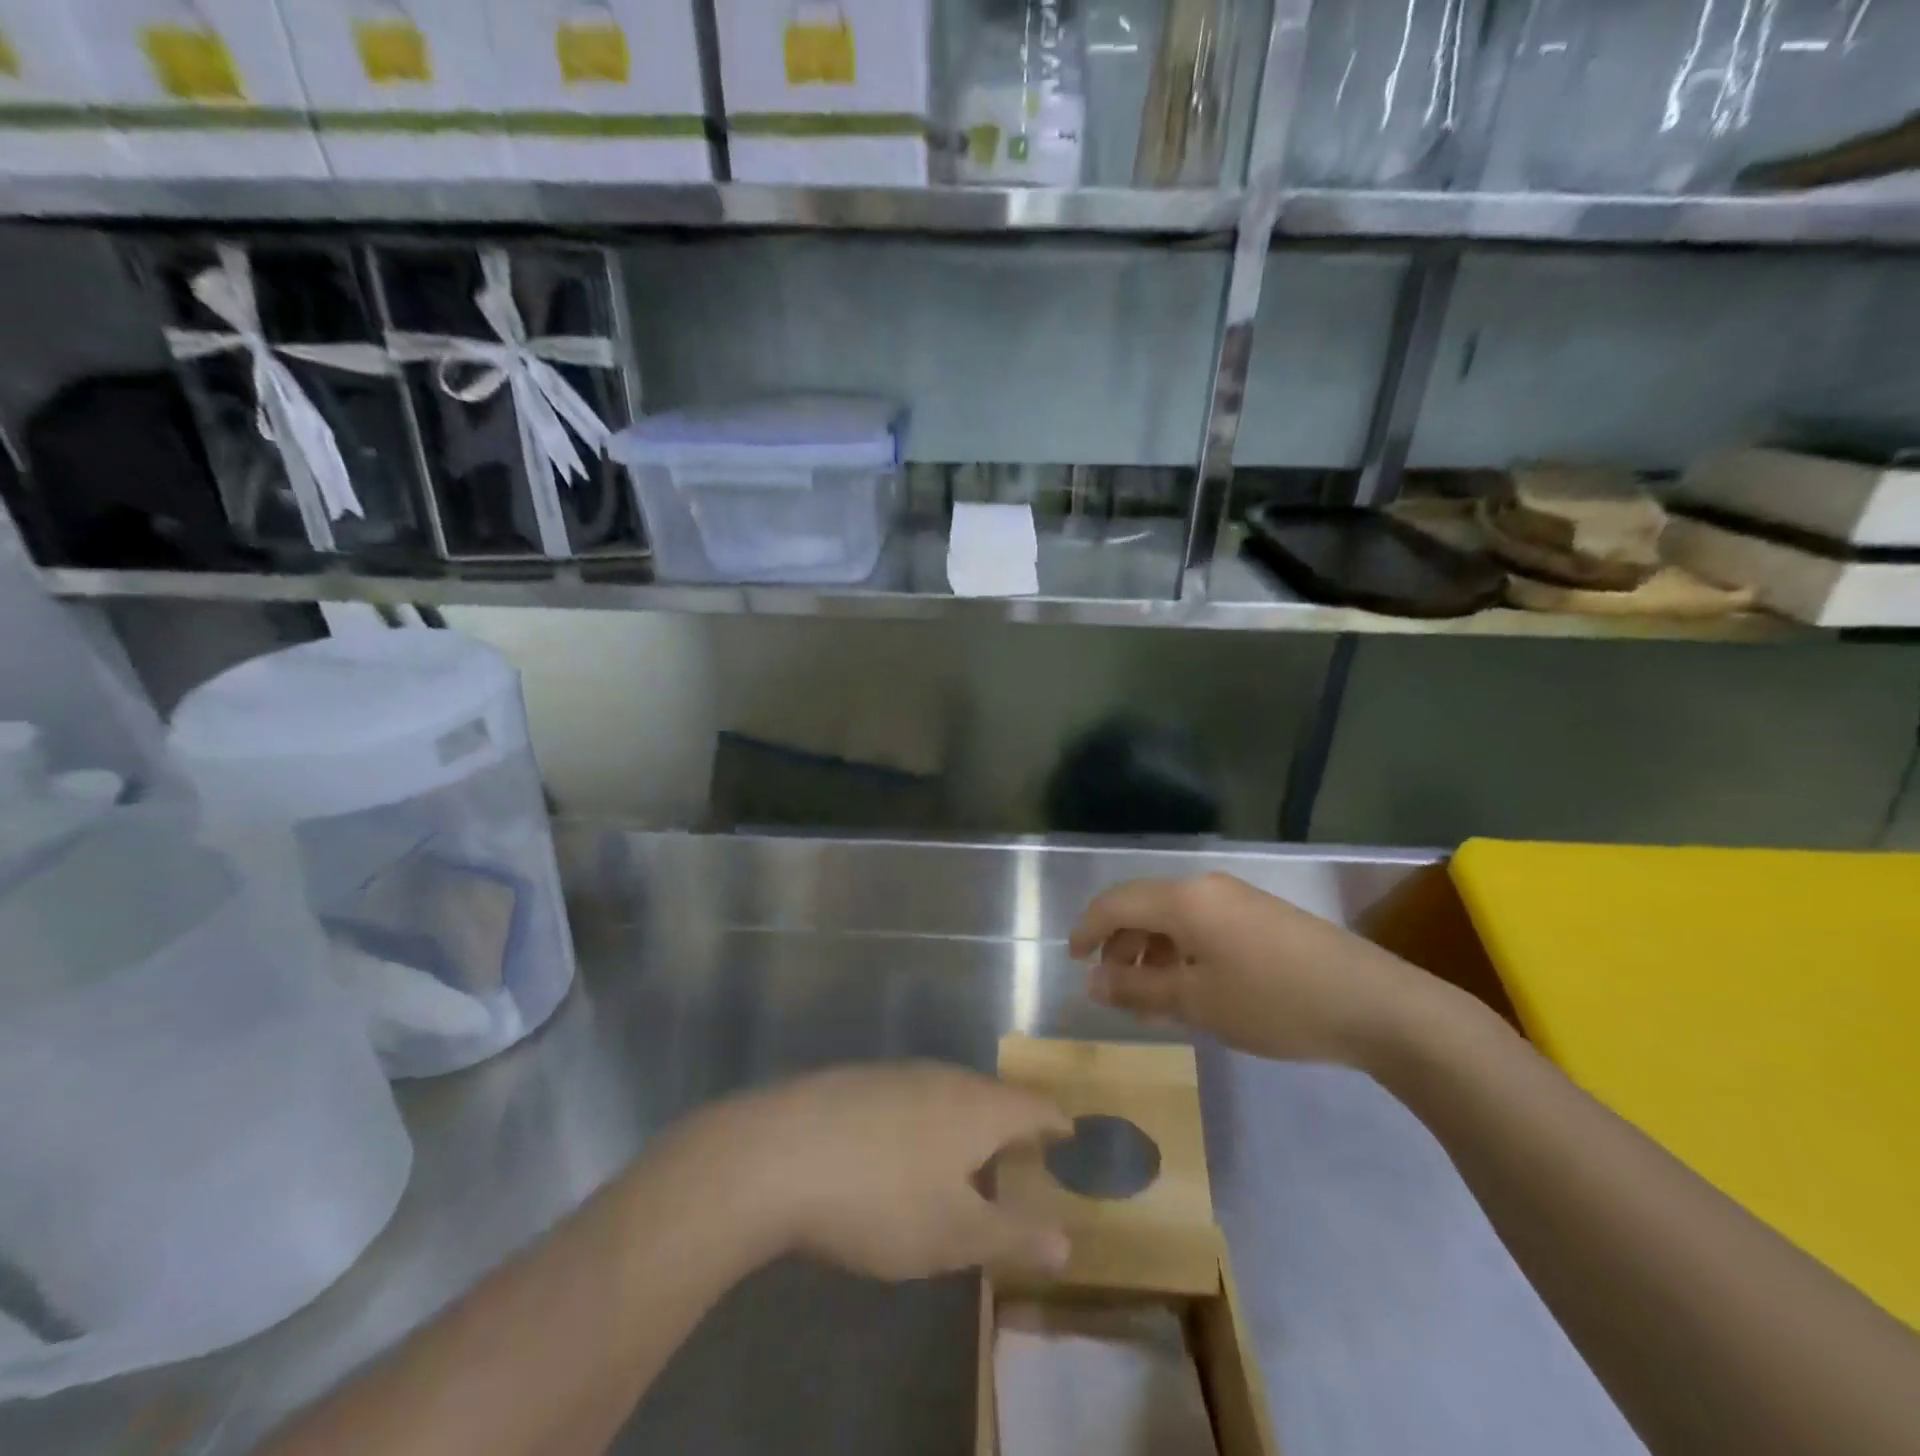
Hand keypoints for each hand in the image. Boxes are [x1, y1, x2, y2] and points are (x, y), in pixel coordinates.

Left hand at [690, 1063, 1072, 1282]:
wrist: (778, 1154)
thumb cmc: (882, 1199)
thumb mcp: (956, 1234)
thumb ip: (1015, 1234)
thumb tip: (1067, 1238)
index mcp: (978, 1106)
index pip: (1034, 1106)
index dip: (1056, 1123)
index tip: (1069, 1137)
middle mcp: (943, 1077)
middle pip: (992, 1096)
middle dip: (1010, 1126)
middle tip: (1020, 1159)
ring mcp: (896, 1073)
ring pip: (948, 1095)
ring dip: (965, 1124)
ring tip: (966, 1161)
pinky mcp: (857, 1081)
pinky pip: (910, 1098)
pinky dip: (924, 1122)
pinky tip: (902, 1152)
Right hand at [1069, 873, 1438, 1066]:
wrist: (1377, 1006)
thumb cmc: (1275, 1003)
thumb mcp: (1198, 1002)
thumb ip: (1139, 987)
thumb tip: (1092, 979)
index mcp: (1184, 899)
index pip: (1116, 902)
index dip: (1087, 929)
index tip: (1072, 961)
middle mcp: (1207, 887)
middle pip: (1144, 906)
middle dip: (1120, 945)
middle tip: (1114, 990)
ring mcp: (1238, 899)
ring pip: (1175, 918)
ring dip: (1152, 952)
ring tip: (1150, 999)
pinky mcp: (1262, 917)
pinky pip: (1204, 926)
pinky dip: (1183, 953)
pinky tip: (1191, 989)